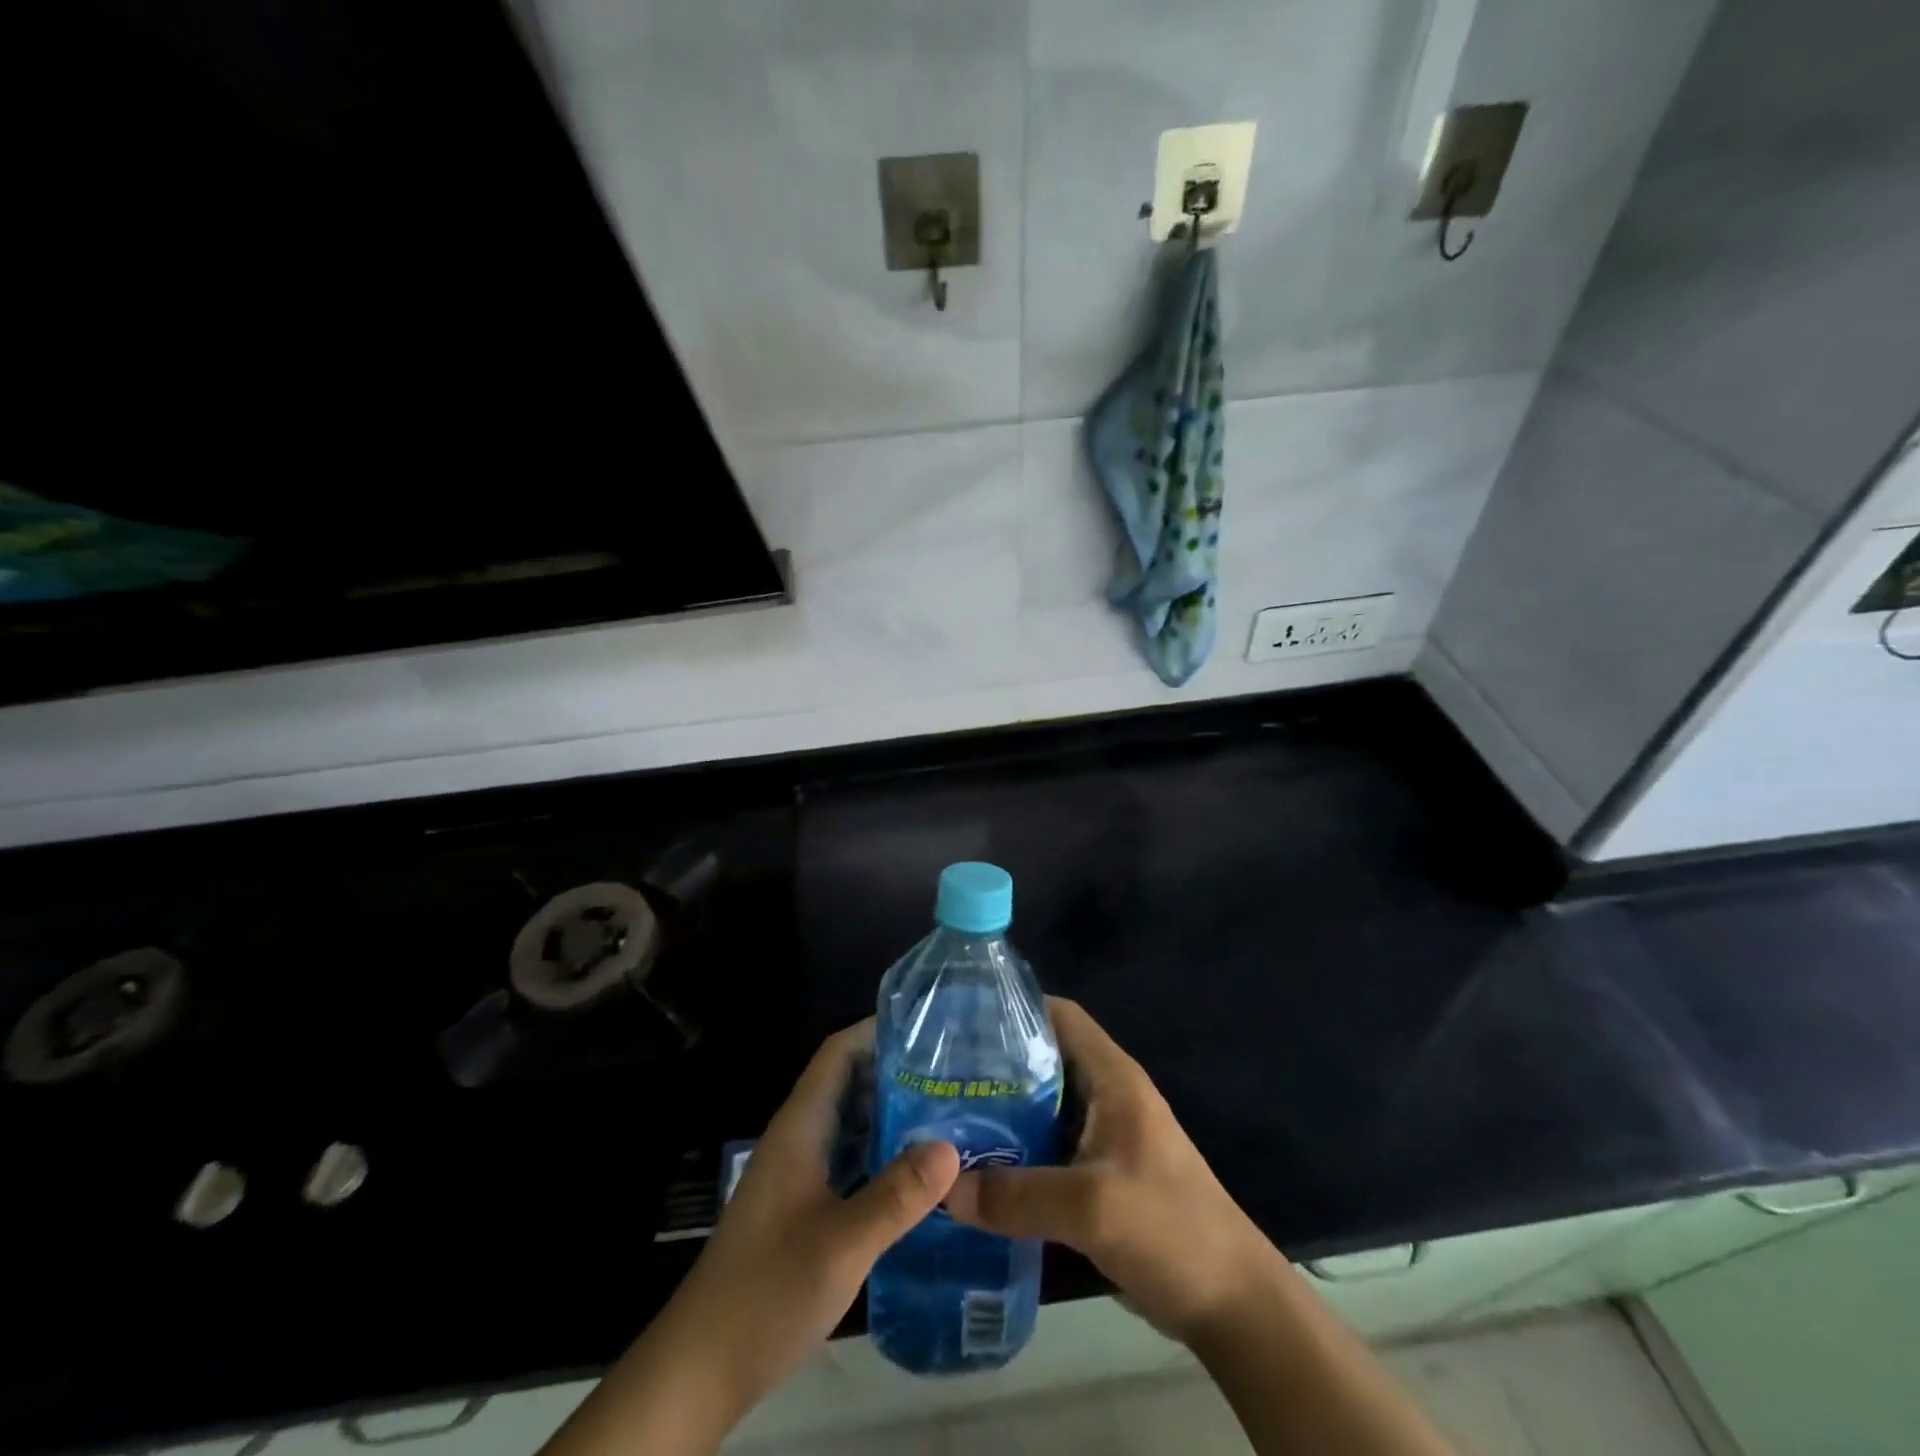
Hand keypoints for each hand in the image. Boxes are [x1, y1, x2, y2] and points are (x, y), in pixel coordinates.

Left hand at [654, 1020, 960, 1418]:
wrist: (701, 1368)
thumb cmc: (767, 1291)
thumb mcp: (842, 1243)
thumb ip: (897, 1195)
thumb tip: (952, 1146)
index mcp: (800, 1127)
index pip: (838, 1053)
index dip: (878, 1030)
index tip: (930, 1025)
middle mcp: (799, 1139)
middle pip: (850, 1083)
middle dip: (898, 1070)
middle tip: (956, 1070)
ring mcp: (800, 1174)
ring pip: (852, 1124)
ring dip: (894, 1112)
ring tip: (951, 1110)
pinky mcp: (805, 1207)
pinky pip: (851, 1160)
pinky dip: (884, 1153)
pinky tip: (921, 1171)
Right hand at [944, 997, 1278, 1346]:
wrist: (1234, 1307)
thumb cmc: (1172, 1231)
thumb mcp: (1091, 1208)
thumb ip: (1017, 1195)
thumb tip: (944, 1189)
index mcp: (1113, 1079)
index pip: (1060, 1016)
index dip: (1015, 1008)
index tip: (963, 1019)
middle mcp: (1106, 1098)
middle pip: (1044, 1061)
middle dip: (995, 1066)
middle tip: (939, 1079)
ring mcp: (1104, 1140)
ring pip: (1042, 1109)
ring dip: (1001, 1115)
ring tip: (946, 1122)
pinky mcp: (1099, 1179)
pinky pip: (1047, 1152)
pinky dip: (1015, 1154)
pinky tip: (977, 1173)